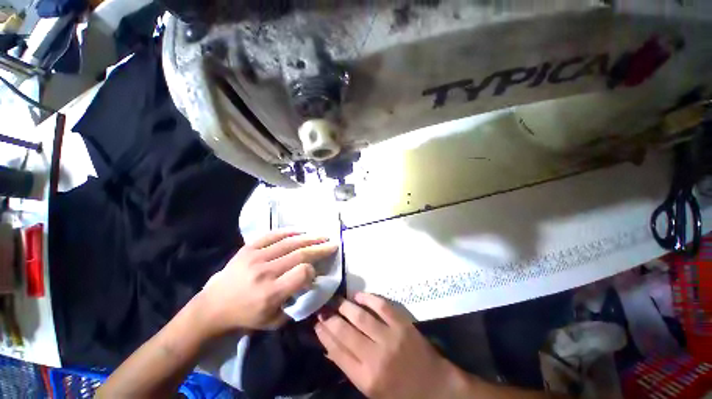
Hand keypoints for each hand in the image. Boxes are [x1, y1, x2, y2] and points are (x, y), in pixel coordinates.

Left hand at [198, 230, 337, 334]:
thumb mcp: (273, 321)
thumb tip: (311, 283)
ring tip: (321, 236)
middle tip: (332, 244)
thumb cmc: (245, 316)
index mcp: (271, 293)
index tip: (315, 272)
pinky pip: (271, 235)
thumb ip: (295, 304)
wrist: (213, 307)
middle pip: (299, 254)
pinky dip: (287, 231)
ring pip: (289, 243)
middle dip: (320, 248)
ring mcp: (256, 257)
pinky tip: (300, 230)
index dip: (313, 270)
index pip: (302, 273)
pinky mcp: (248, 249)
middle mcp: (265, 272)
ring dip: (309, 238)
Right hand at [315, 293, 466, 398]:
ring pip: (360, 317)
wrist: (435, 387)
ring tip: (336, 301)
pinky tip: (358, 296)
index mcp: (366, 378)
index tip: (316, 323)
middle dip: (330, 318)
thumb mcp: (372, 391)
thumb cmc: (401, 393)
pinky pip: (381, 306)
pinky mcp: (402, 324)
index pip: (337, 351)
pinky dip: (368, 298)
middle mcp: (375, 357)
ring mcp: (390, 337)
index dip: (324, 335)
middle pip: (345, 332)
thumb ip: (350, 368)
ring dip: (345, 306)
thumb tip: (329, 348)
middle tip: (322, 309)